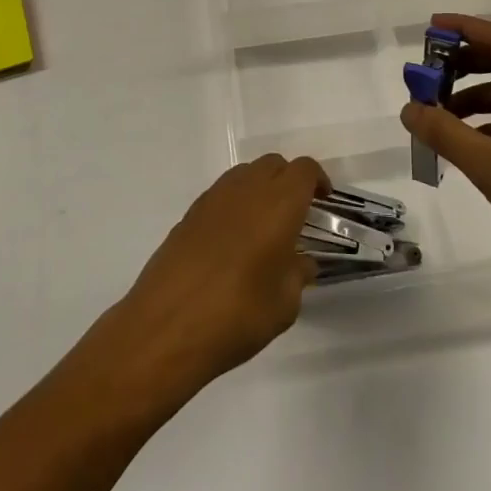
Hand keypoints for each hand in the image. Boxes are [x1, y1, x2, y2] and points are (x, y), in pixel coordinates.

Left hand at [94, 155, 325, 406]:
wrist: (167, 326)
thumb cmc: (238, 315)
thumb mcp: (284, 305)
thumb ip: (297, 276)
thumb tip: (300, 263)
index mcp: (279, 203)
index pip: (304, 170)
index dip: (318, 181)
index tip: (323, 202)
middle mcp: (247, 189)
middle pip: (274, 164)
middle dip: (289, 181)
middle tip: (296, 214)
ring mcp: (213, 198)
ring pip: (245, 174)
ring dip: (260, 189)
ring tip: (264, 227)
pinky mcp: (189, 214)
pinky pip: (221, 194)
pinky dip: (235, 205)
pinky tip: (233, 242)